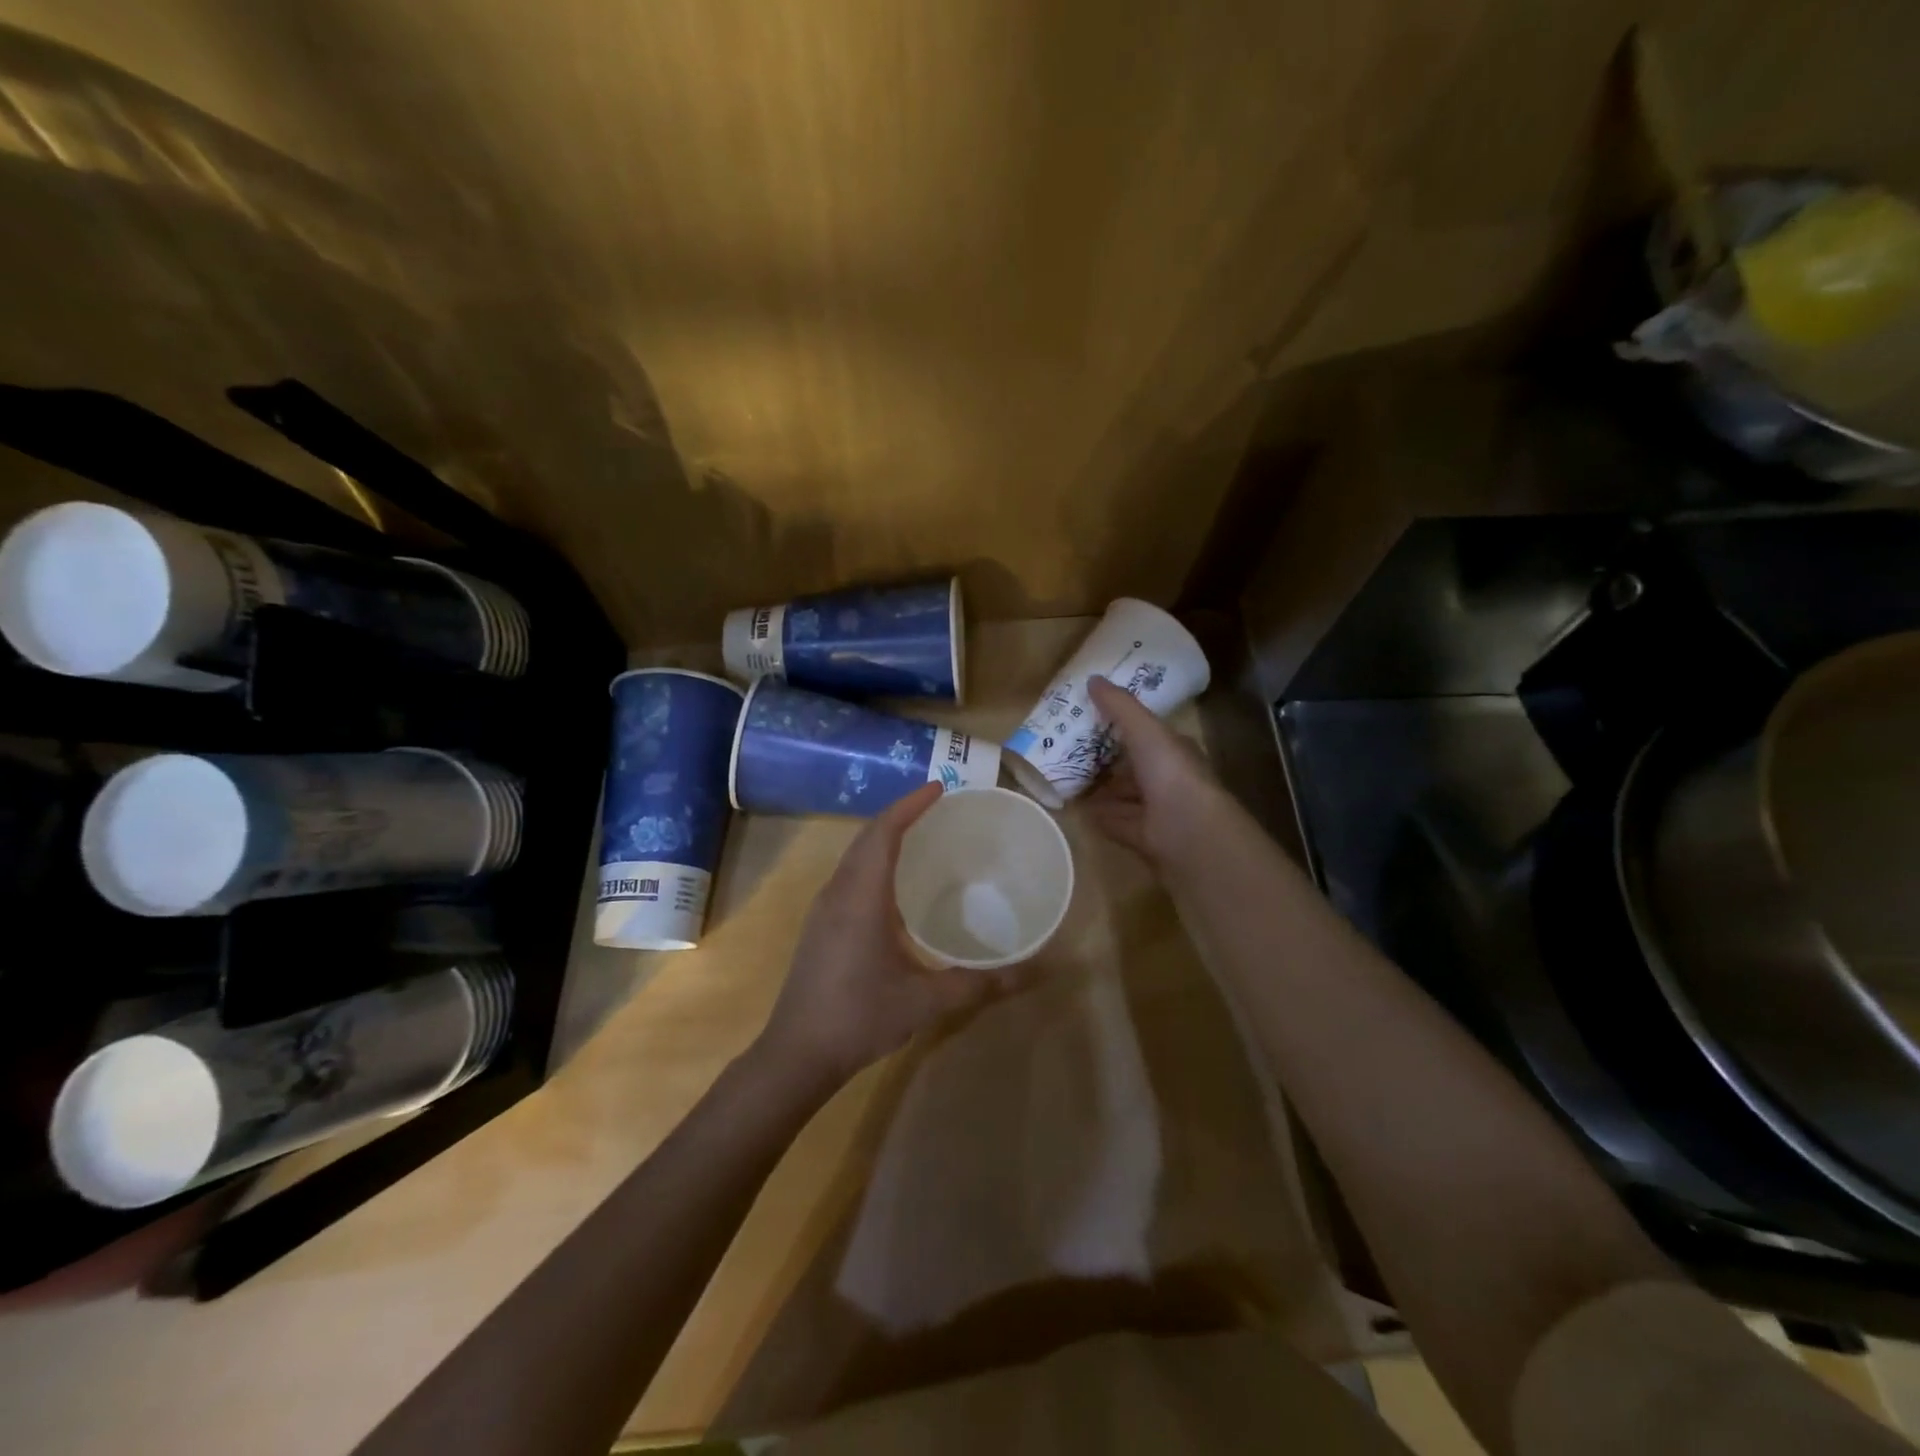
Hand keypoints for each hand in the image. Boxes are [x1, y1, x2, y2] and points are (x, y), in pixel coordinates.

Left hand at [758, 783, 998, 1087]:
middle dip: (901, 814)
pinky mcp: (821, 925)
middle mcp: (839, 893)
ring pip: (855, 855)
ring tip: (921, 835)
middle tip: (938, 806)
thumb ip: (977, 984)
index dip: (910, 805)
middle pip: (867, 837)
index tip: (940, 788)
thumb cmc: (859, 1018)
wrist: (796, 1054)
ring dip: (885, 836)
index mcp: (861, 898)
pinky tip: (896, 882)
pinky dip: (874, 860)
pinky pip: (850, 874)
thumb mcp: (925, 1002)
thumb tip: (1030, 972)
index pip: (883, 834)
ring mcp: (824, 909)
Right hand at [1082, 676, 1224, 868]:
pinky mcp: (1145, 836)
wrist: (1188, 830)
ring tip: (1070, 781)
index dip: (1125, 727)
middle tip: (1072, 751)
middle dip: (1110, 761)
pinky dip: (1101, 816)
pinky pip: (1117, 822)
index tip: (1094, 720)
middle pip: (1135, 767)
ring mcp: (1158, 810)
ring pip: (1126, 796)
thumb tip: (1092, 678)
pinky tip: (1079, 811)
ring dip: (1104, 791)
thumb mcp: (1144, 729)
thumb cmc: (1170, 771)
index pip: (1149, 735)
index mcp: (1174, 750)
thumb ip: (1119, 705)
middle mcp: (1168, 779)